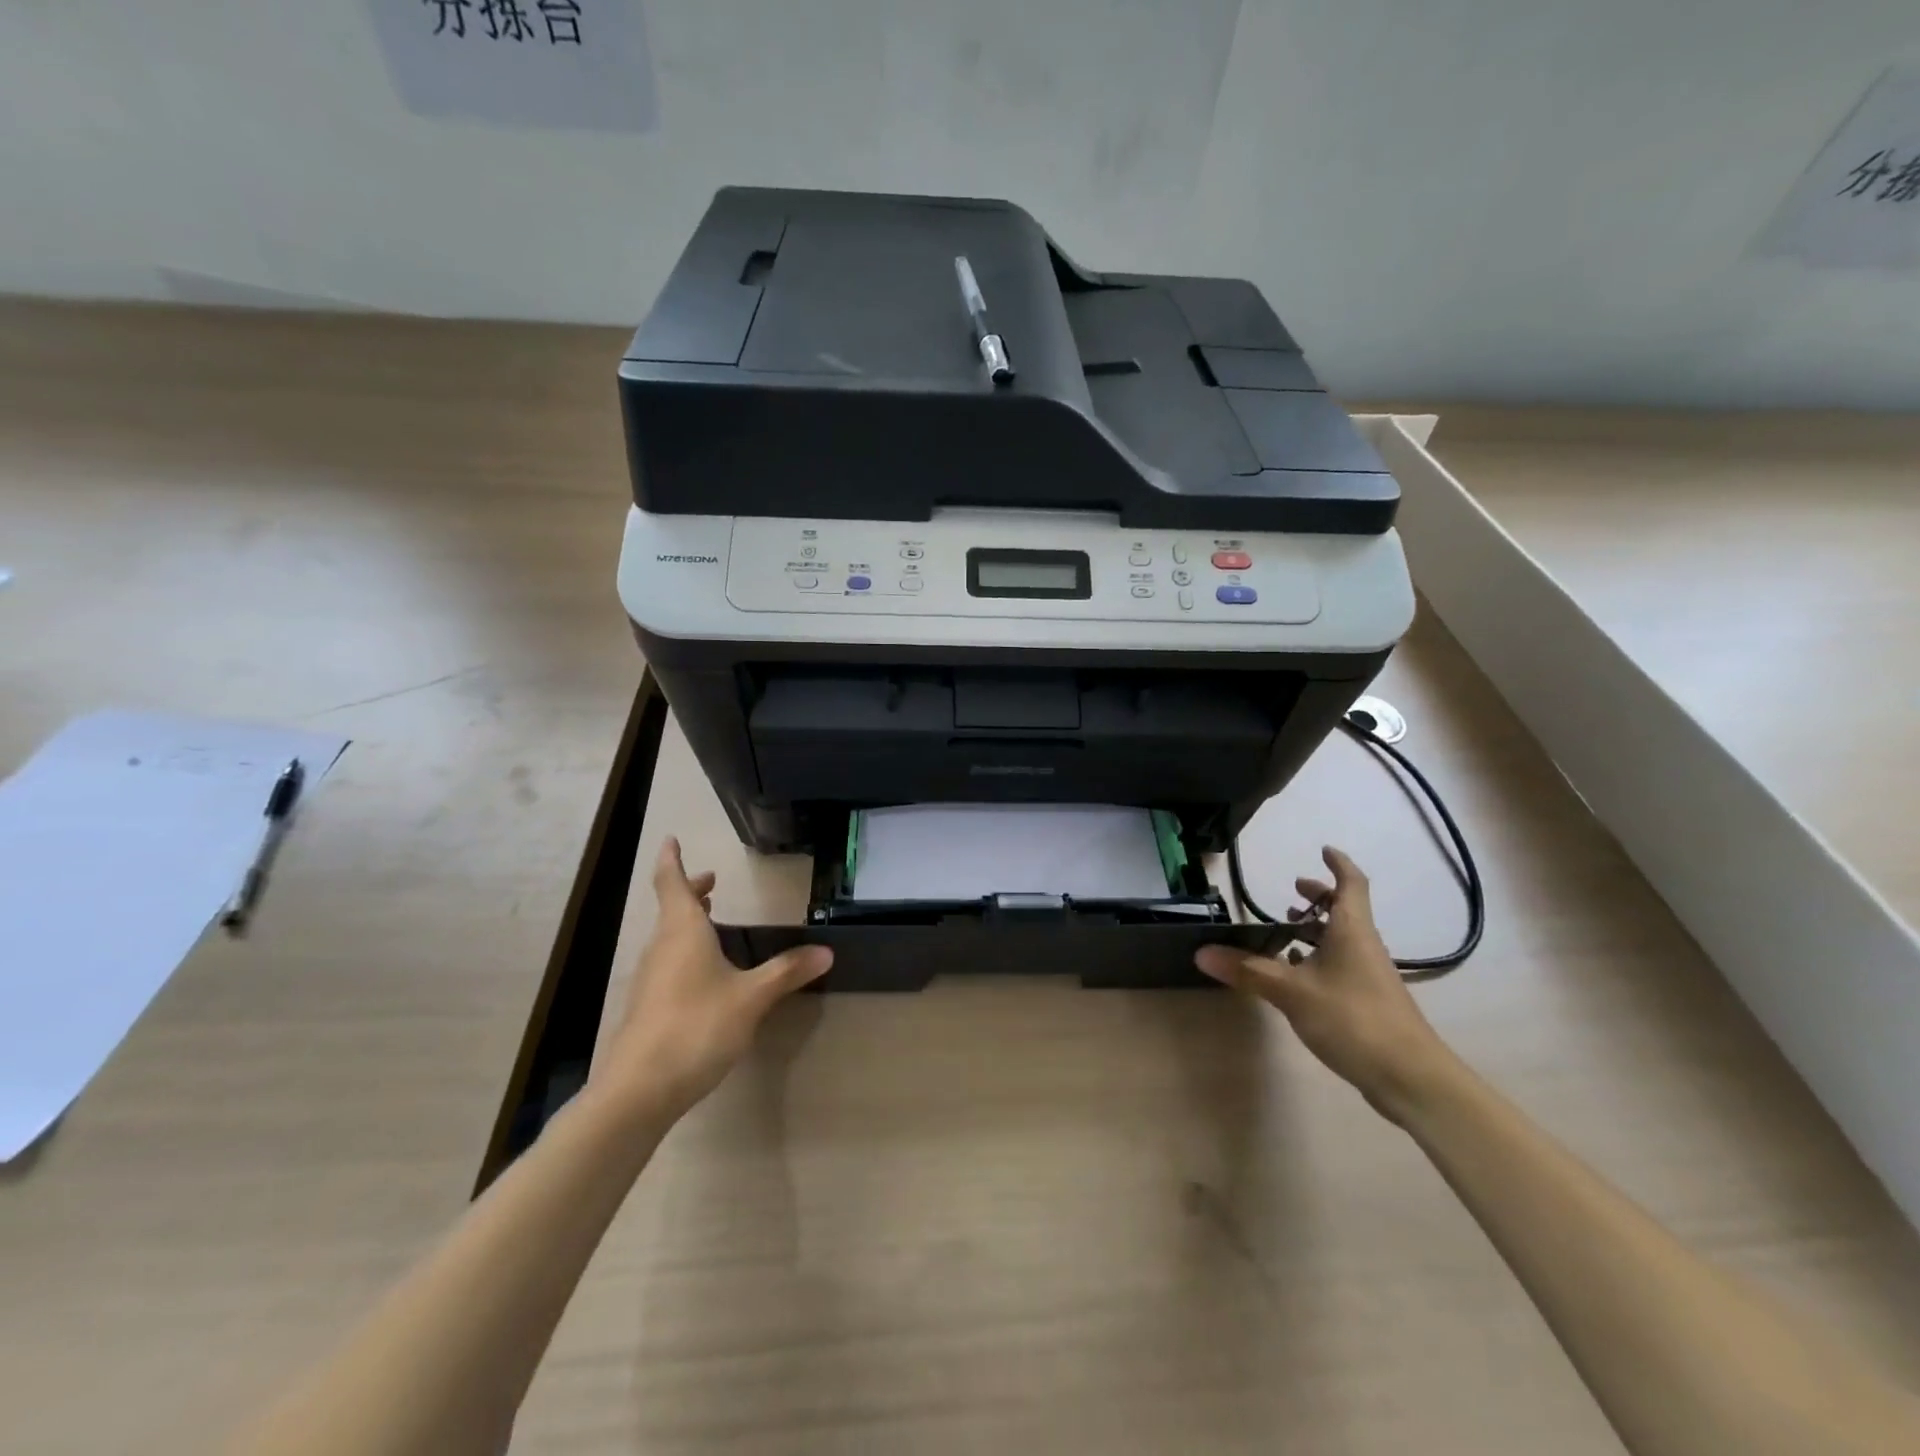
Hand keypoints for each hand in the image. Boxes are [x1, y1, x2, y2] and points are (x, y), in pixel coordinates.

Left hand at [589, 838, 832, 1123]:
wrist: (639, 1090)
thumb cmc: (697, 1027)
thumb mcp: (751, 998)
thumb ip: (787, 972)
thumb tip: (827, 951)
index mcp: (683, 932)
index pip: (672, 883)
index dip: (673, 860)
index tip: (671, 839)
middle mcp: (662, 948)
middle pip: (672, 909)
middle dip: (691, 891)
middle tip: (712, 882)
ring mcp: (650, 979)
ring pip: (668, 937)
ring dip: (688, 922)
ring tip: (711, 920)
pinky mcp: (647, 1007)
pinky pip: (667, 963)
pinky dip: (685, 951)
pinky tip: (704, 974)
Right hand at [1196, 847, 1454, 1120]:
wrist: (1411, 1078)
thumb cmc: (1354, 1019)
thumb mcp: (1293, 993)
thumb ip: (1248, 971)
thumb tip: (1201, 952)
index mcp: (1351, 930)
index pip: (1351, 884)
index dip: (1338, 864)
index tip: (1323, 850)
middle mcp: (1363, 945)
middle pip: (1345, 910)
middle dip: (1320, 897)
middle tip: (1292, 891)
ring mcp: (1368, 975)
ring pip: (1342, 939)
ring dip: (1316, 930)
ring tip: (1284, 931)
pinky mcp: (1367, 1001)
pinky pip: (1340, 965)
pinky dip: (1318, 959)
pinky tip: (1296, 975)